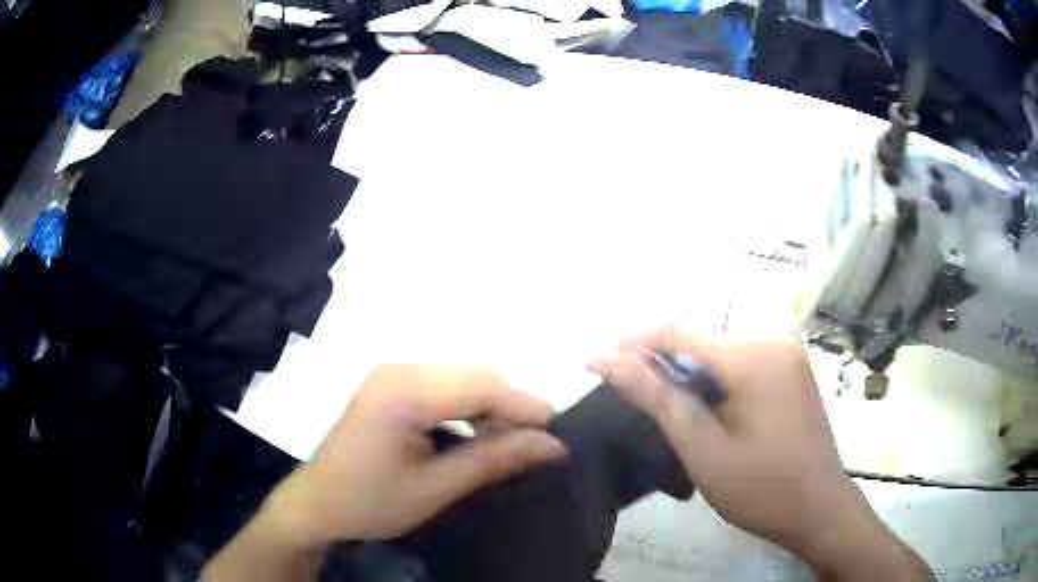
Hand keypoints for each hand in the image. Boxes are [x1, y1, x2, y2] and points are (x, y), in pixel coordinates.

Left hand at [262, 365, 567, 546]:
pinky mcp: (390, 384)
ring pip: (462, 377)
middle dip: (511, 405)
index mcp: (403, 391)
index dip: (525, 406)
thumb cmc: (370, 503)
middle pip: (474, 374)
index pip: (481, 384)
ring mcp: (391, 373)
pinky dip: (470, 406)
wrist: (315, 505)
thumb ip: (495, 460)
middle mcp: (397, 368)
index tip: (557, 434)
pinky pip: (444, 385)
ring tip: (511, 442)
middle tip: (537, 443)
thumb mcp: (436, 488)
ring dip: (492, 405)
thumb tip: (553, 446)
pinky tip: (478, 432)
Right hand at [590, 327, 931, 581]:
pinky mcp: (793, 369)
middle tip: (632, 400)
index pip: (680, 334)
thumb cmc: (761, 489)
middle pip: (701, 343)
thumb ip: (657, 398)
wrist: (819, 508)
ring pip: (720, 353)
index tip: (595, 361)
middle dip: (662, 366)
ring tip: (668, 412)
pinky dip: (715, 382)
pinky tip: (708, 412)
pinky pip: (742, 364)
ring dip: (688, 376)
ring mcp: (788, 353)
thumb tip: (605, 358)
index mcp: (754, 357)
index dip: (634, 344)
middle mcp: (774, 340)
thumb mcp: (703, 450)